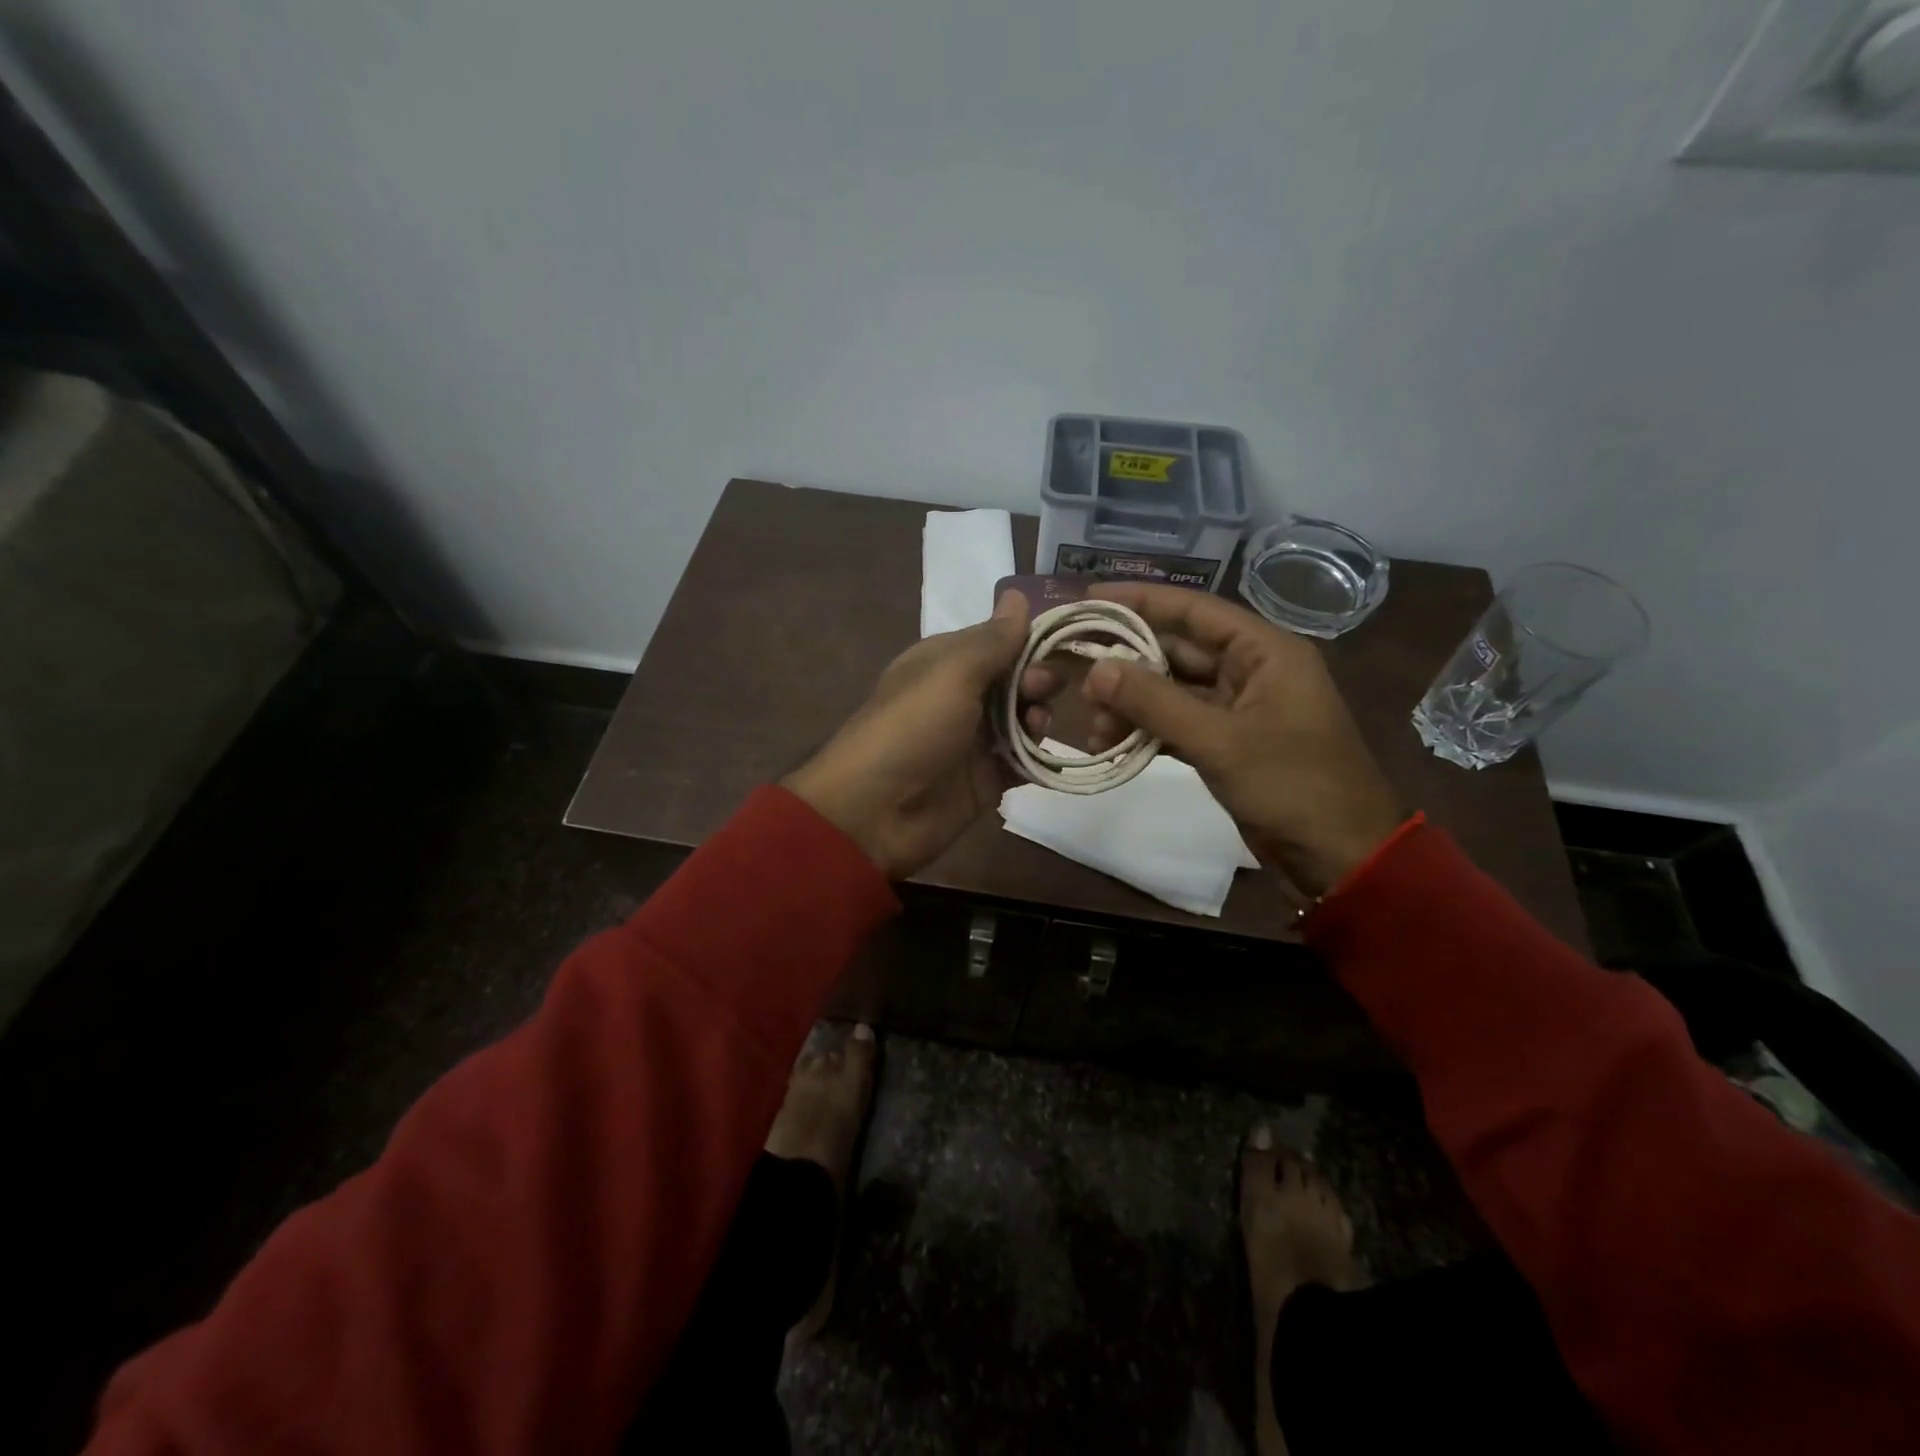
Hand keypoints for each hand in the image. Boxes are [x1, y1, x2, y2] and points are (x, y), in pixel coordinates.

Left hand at [784, 590, 1045, 878]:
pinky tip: (1047, 755)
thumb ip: (992, 640)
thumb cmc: (912, 728)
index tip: (1061, 642)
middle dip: (1036, 679)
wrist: (876, 812)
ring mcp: (974, 740)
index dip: (1030, 639)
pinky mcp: (986, 780)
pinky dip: (1038, 756)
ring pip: (1023, 719)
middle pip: (1015, 679)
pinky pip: (1022, 761)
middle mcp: (961, 696)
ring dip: (1038, 716)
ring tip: (1036, 725)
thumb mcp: (951, 673)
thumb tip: (1018, 595)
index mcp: (946, 662)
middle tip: (1038, 690)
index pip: (999, 640)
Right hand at [1077, 583, 1408, 896]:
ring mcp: (1239, 708)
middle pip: (1178, 650)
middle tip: (1078, 675)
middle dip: (1129, 663)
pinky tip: (1114, 742)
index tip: (1090, 599)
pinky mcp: (1229, 743)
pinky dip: (1148, 730)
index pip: (1195, 610)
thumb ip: (1155, 702)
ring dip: (1133, 704)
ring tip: (1094, 726)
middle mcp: (1251, 670)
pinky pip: (1179, 723)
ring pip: (1173, 691)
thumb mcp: (1220, 741)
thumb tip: (1095, 669)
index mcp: (1265, 651)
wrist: (1340, 857)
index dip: (1141, 601)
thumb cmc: (1292, 786)